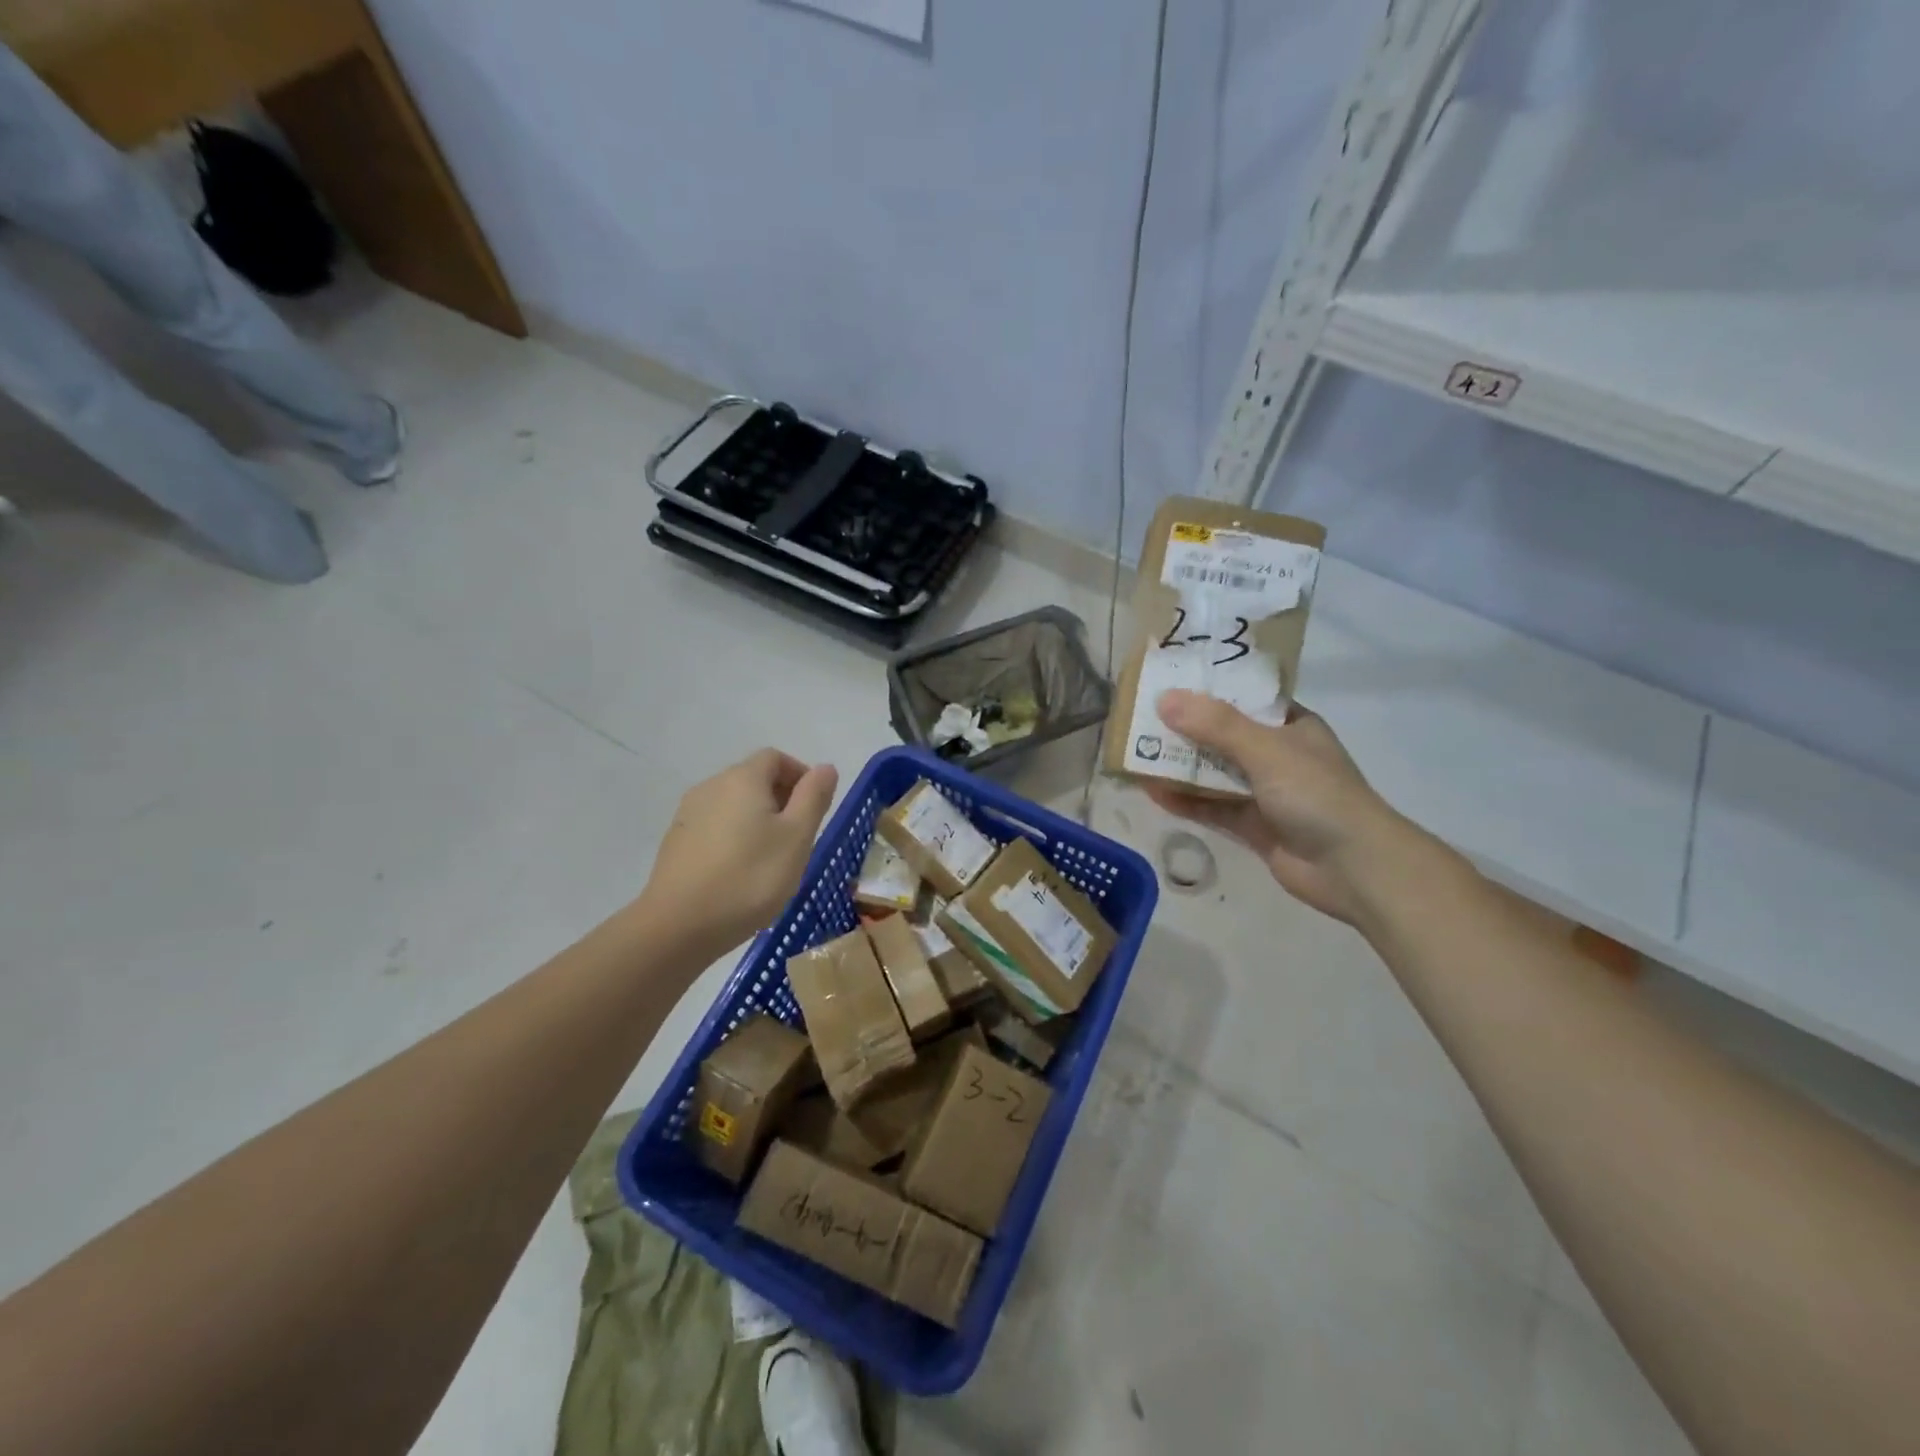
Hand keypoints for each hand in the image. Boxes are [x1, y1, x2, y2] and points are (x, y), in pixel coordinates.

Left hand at [639, 750, 838, 954]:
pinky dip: (735, 837)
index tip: (815, 808)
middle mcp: (711, 786)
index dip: (800, 775)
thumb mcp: (797, 837)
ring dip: (758, 819)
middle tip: (799, 837)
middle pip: (753, 778)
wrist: (678, 926)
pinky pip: (715, 826)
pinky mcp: (676, 842)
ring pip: (733, 804)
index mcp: (743, 779)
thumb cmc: (750, 877)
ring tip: (772, 857)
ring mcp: (688, 814)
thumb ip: (814, 797)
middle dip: (781, 798)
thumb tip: (825, 767)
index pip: (775, 758)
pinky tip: (741, 871)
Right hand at [1143, 690, 1430, 925]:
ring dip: (1179, 765)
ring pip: (1213, 773)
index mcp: (1291, 725)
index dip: (1208, 688)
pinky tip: (1151, 792)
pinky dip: (1185, 800)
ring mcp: (1265, 793)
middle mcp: (1277, 755)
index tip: (1169, 680)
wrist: (1354, 868)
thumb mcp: (1266, 749)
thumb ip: (1215, 726)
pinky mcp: (1253, 826)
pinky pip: (1212, 807)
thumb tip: (1165, 699)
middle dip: (1184, 728)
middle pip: (1222, 735)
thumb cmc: (1317, 795)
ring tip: (1135, 752)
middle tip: (1141, 717)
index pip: (1244, 697)